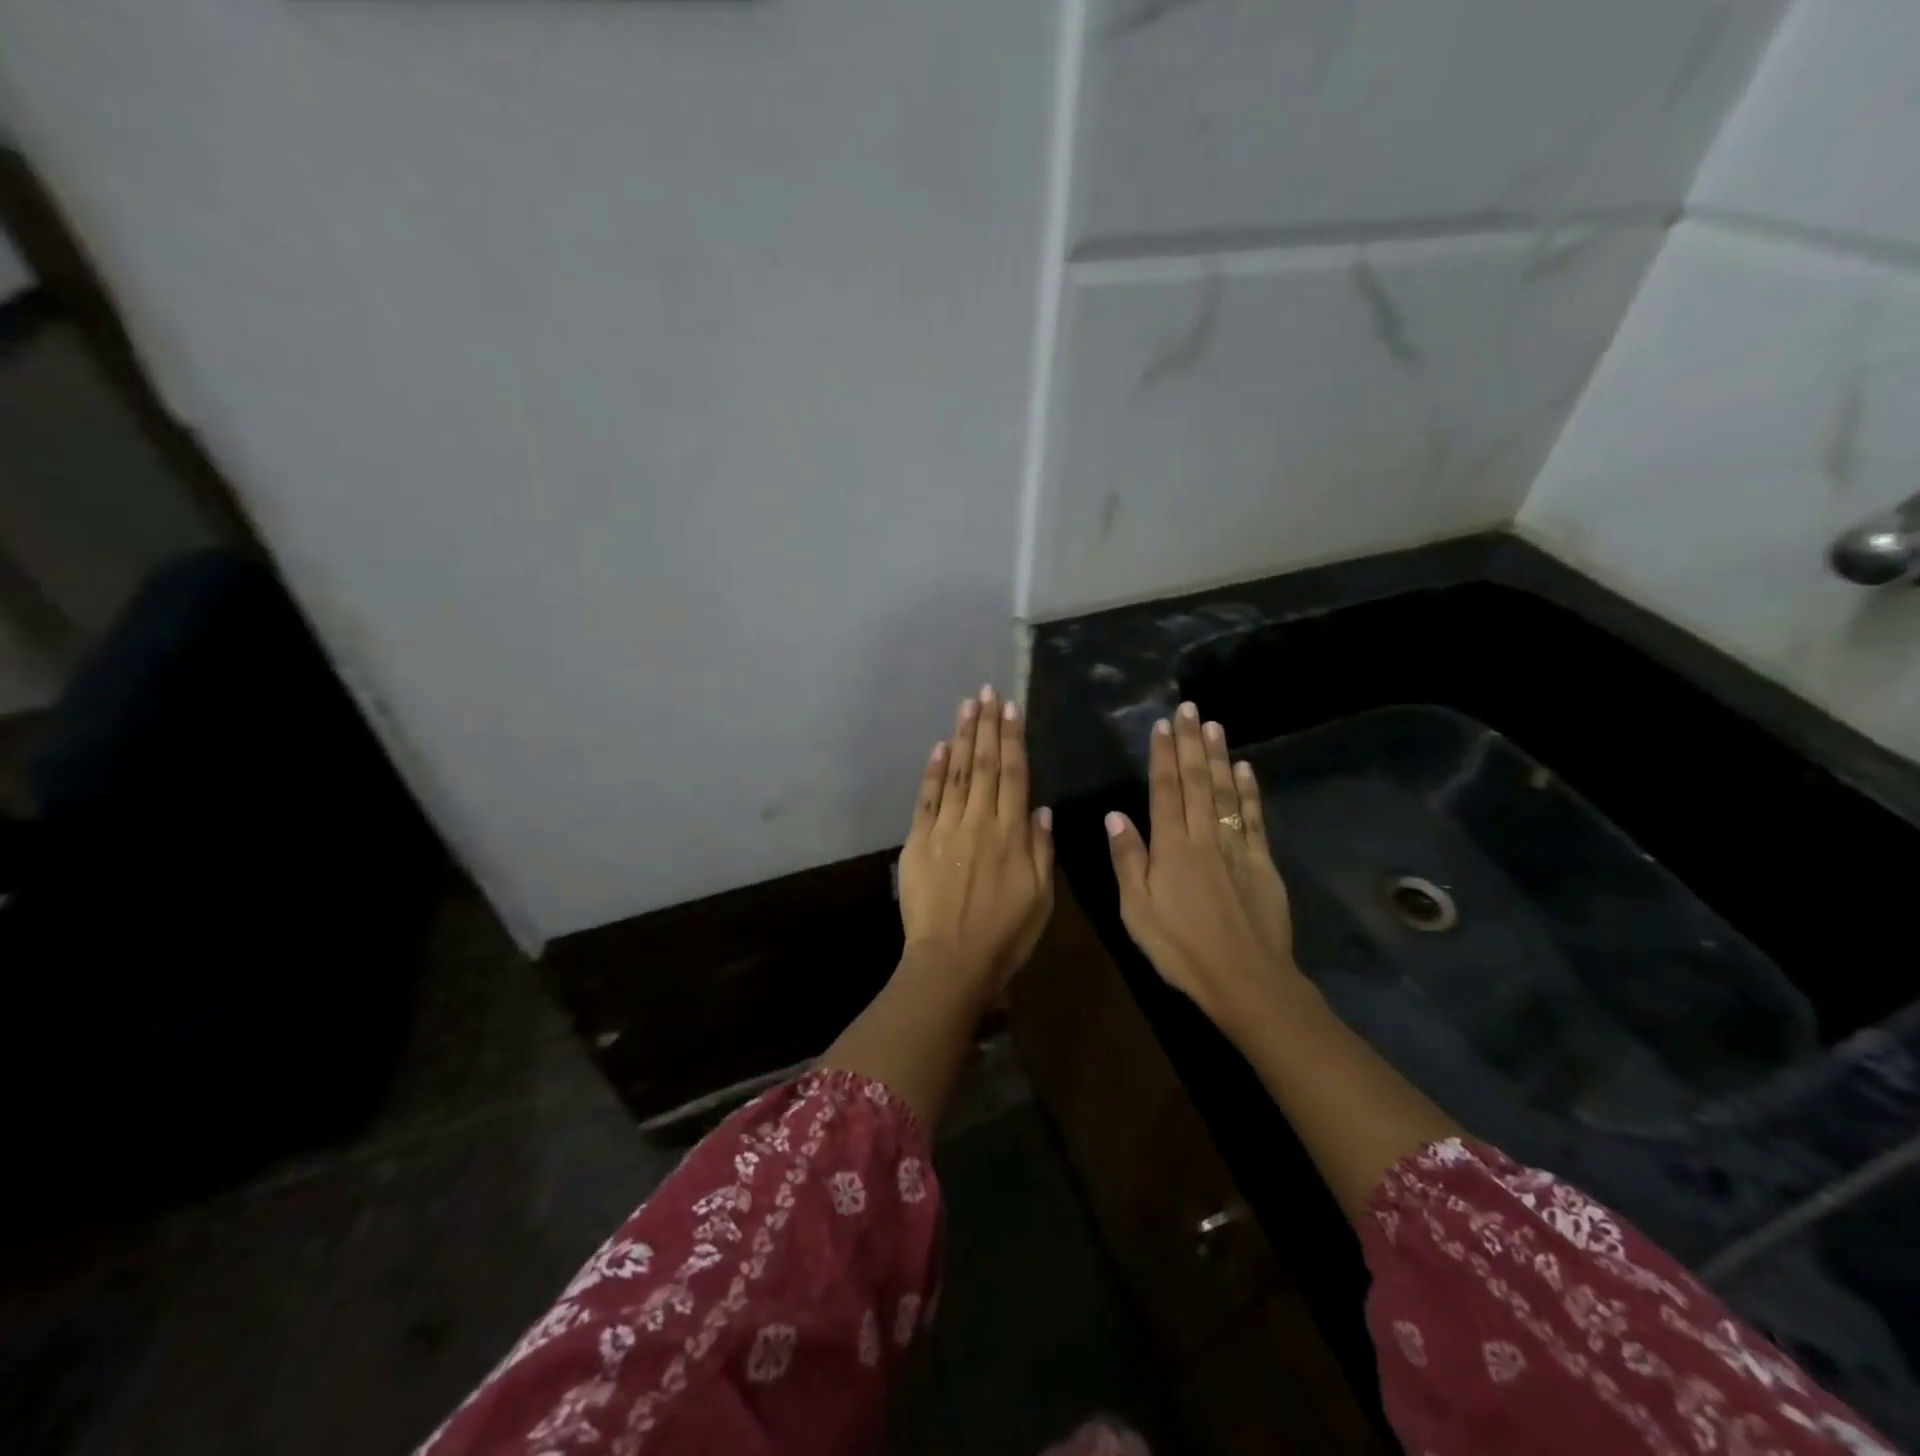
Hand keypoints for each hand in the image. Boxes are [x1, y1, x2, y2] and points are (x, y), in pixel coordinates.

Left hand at [898, 686, 1054, 991]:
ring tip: (967, 705)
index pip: (1015, 775)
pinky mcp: (919, 841)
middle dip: (987, 725)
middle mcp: (979, 821)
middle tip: (987, 692)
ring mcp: (946, 828)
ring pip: (957, 773)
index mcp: (1012, 834)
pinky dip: (933, 771)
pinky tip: (939, 746)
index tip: (1011, 709)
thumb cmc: (1005, 934)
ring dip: (963, 737)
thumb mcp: (1041, 897)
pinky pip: (928, 798)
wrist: (951, 961)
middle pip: (985, 764)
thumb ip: (1042, 849)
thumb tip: (1041, 809)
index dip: (1014, 739)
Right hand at [1105, 702, 1303, 1035]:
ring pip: (1226, 792)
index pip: (1165, 790)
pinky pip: (1253, 818)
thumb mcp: (1136, 910)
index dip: (1163, 756)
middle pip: (1198, 781)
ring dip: (1219, 756)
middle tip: (1190, 708)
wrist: (1245, 979)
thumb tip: (1115, 815)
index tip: (1162, 725)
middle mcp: (1204, 837)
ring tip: (1214, 725)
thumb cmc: (1180, 948)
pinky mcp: (1262, 863)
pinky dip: (1250, 791)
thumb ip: (1128, 860)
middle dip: (1192, 742)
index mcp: (1171, 847)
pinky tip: (1246, 769)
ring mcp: (1236, 847)